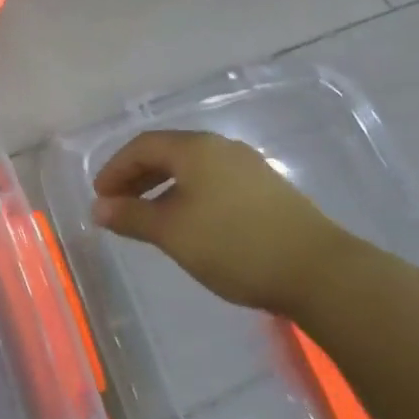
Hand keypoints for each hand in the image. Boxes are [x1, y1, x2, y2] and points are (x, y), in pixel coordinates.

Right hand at [93, 131, 353, 315]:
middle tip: (118, 205)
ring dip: (163, 187)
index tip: (100, 196)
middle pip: (167, 153)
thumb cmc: (234, 245)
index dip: (115, 168)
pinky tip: (191, 223)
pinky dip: (189, 195)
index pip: (142, 146)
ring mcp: (248, 166)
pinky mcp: (267, 189)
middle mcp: (220, 147)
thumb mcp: (172, 233)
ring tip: (150, 217)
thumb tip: (99, 208)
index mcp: (194, 148)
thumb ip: (131, 217)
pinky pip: (213, 181)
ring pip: (192, 168)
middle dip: (137, 176)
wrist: (320, 272)